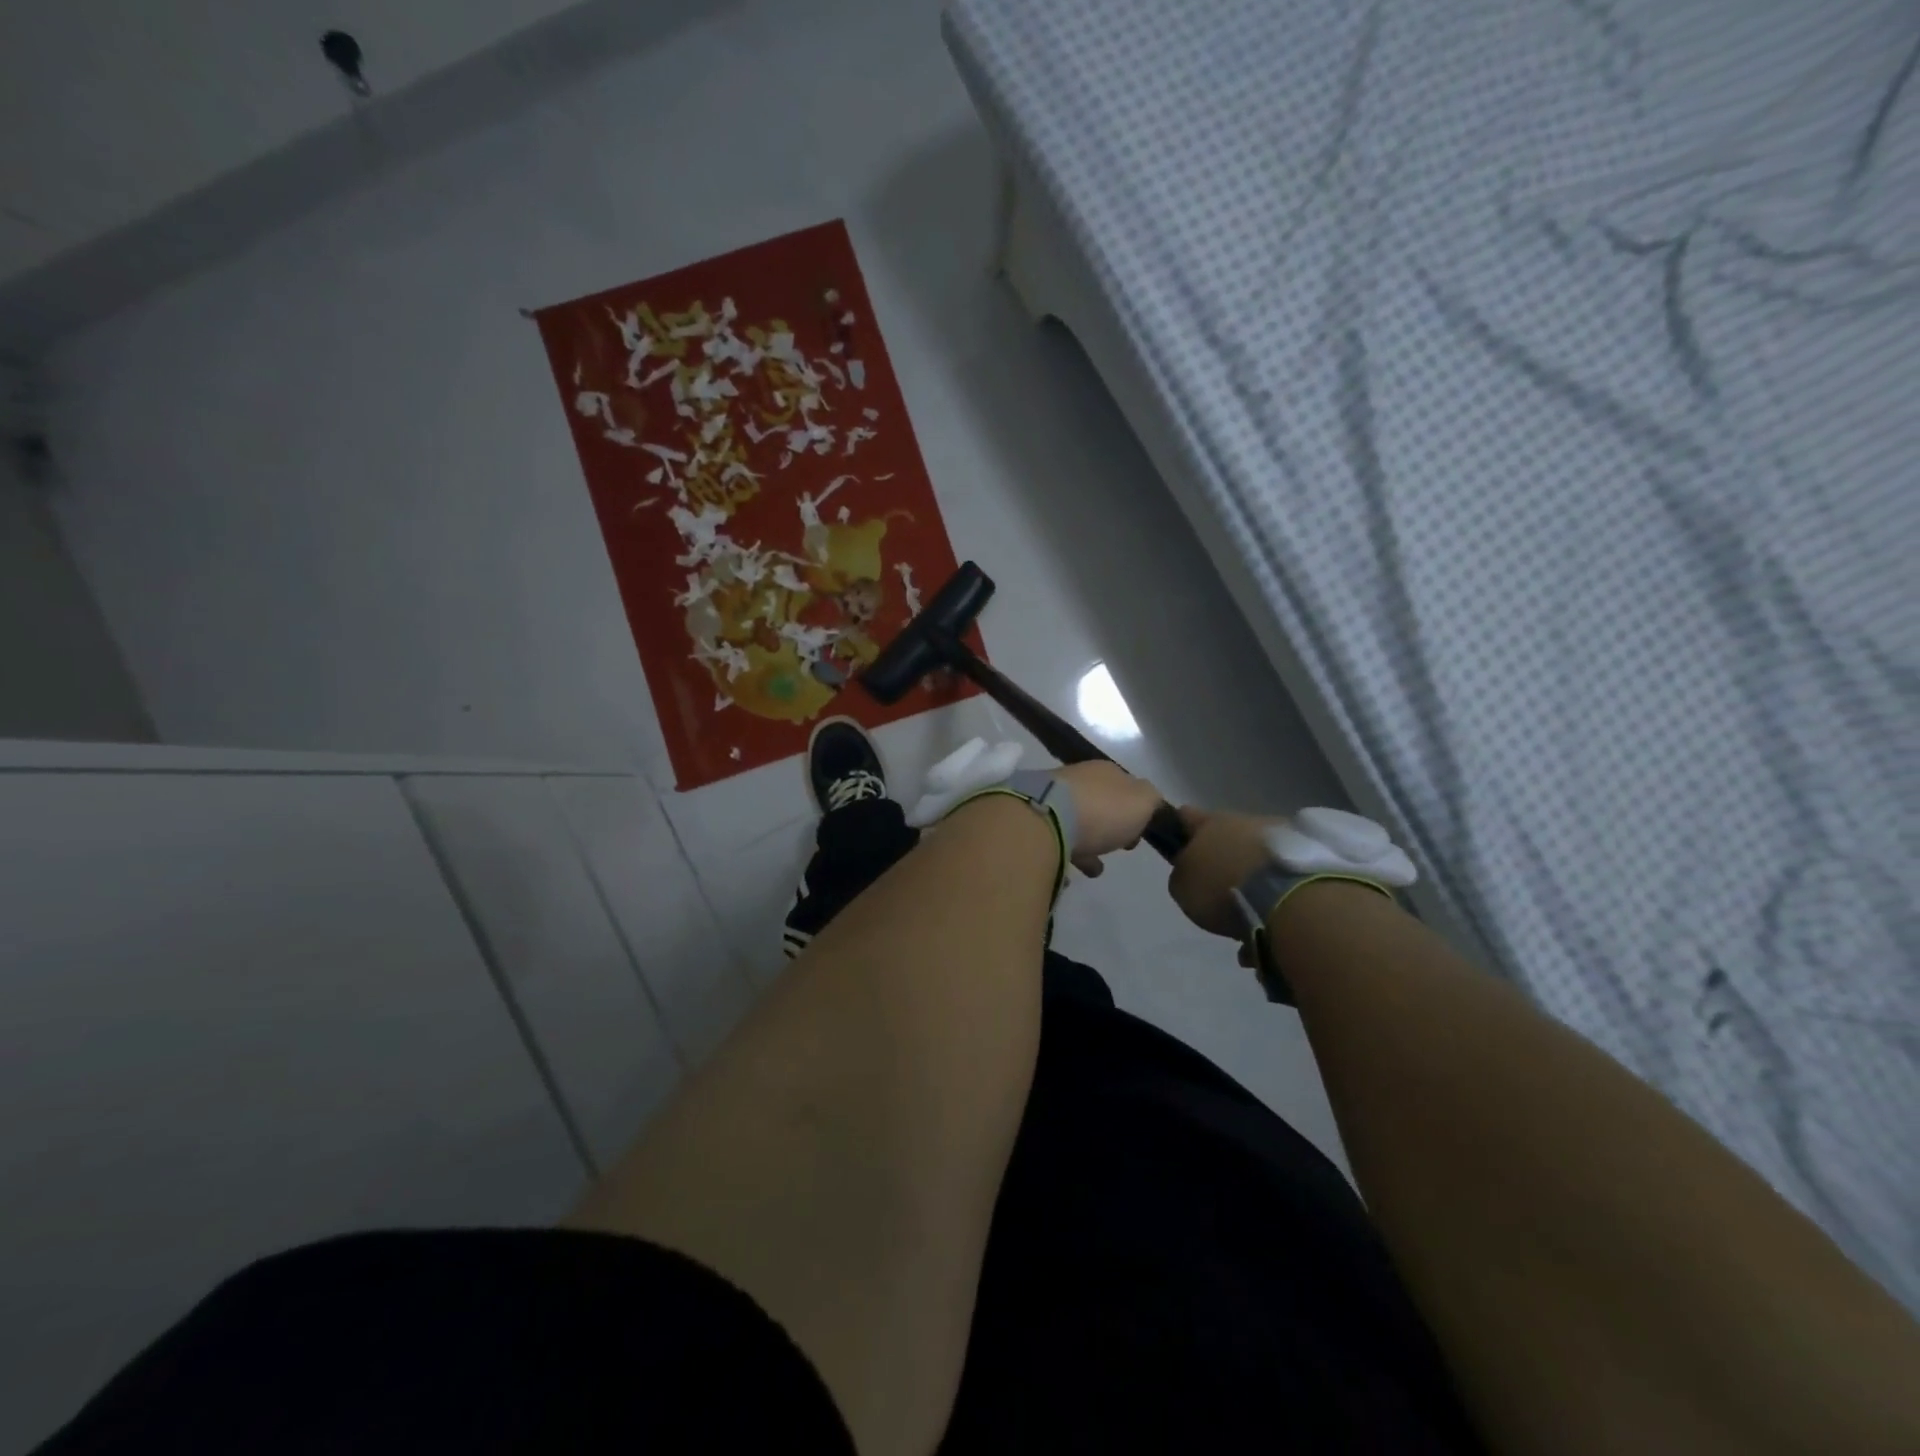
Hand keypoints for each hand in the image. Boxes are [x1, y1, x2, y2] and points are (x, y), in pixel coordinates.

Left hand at [1051, 762, 1164, 877]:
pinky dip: (1064, 853)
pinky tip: (1068, 872)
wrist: (1046, 818)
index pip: (1125, 788)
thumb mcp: (1143, 801)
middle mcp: (1077, 779)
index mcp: (1105, 771)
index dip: (1135, 811)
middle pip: (1099, 805)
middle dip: (1108, 827)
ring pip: (1075, 823)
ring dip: (1086, 844)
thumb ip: (1152, 801)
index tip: (1138, 834)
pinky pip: (1054, 839)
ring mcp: (1052, 798)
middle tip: (1116, 849)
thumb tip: (1148, 802)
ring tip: (1094, 869)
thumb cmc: (1102, 810)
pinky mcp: (1032, 820)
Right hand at [1167, 806, 1284, 936]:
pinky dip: (1282, 887)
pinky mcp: (1314, 852)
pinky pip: (1287, 869)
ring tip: (1257, 911)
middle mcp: (1245, 820)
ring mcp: (1283, 833)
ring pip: (1260, 853)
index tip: (1179, 850)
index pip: (1186, 816)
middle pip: (1228, 835)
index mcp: (1209, 823)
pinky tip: (1281, 915)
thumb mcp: (1183, 888)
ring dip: (1256, 874)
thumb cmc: (1224, 888)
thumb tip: (1192, 873)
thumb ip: (1183, 875)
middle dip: (1225, 858)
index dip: (1180, 831)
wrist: (1291, 897)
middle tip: (1222, 892)